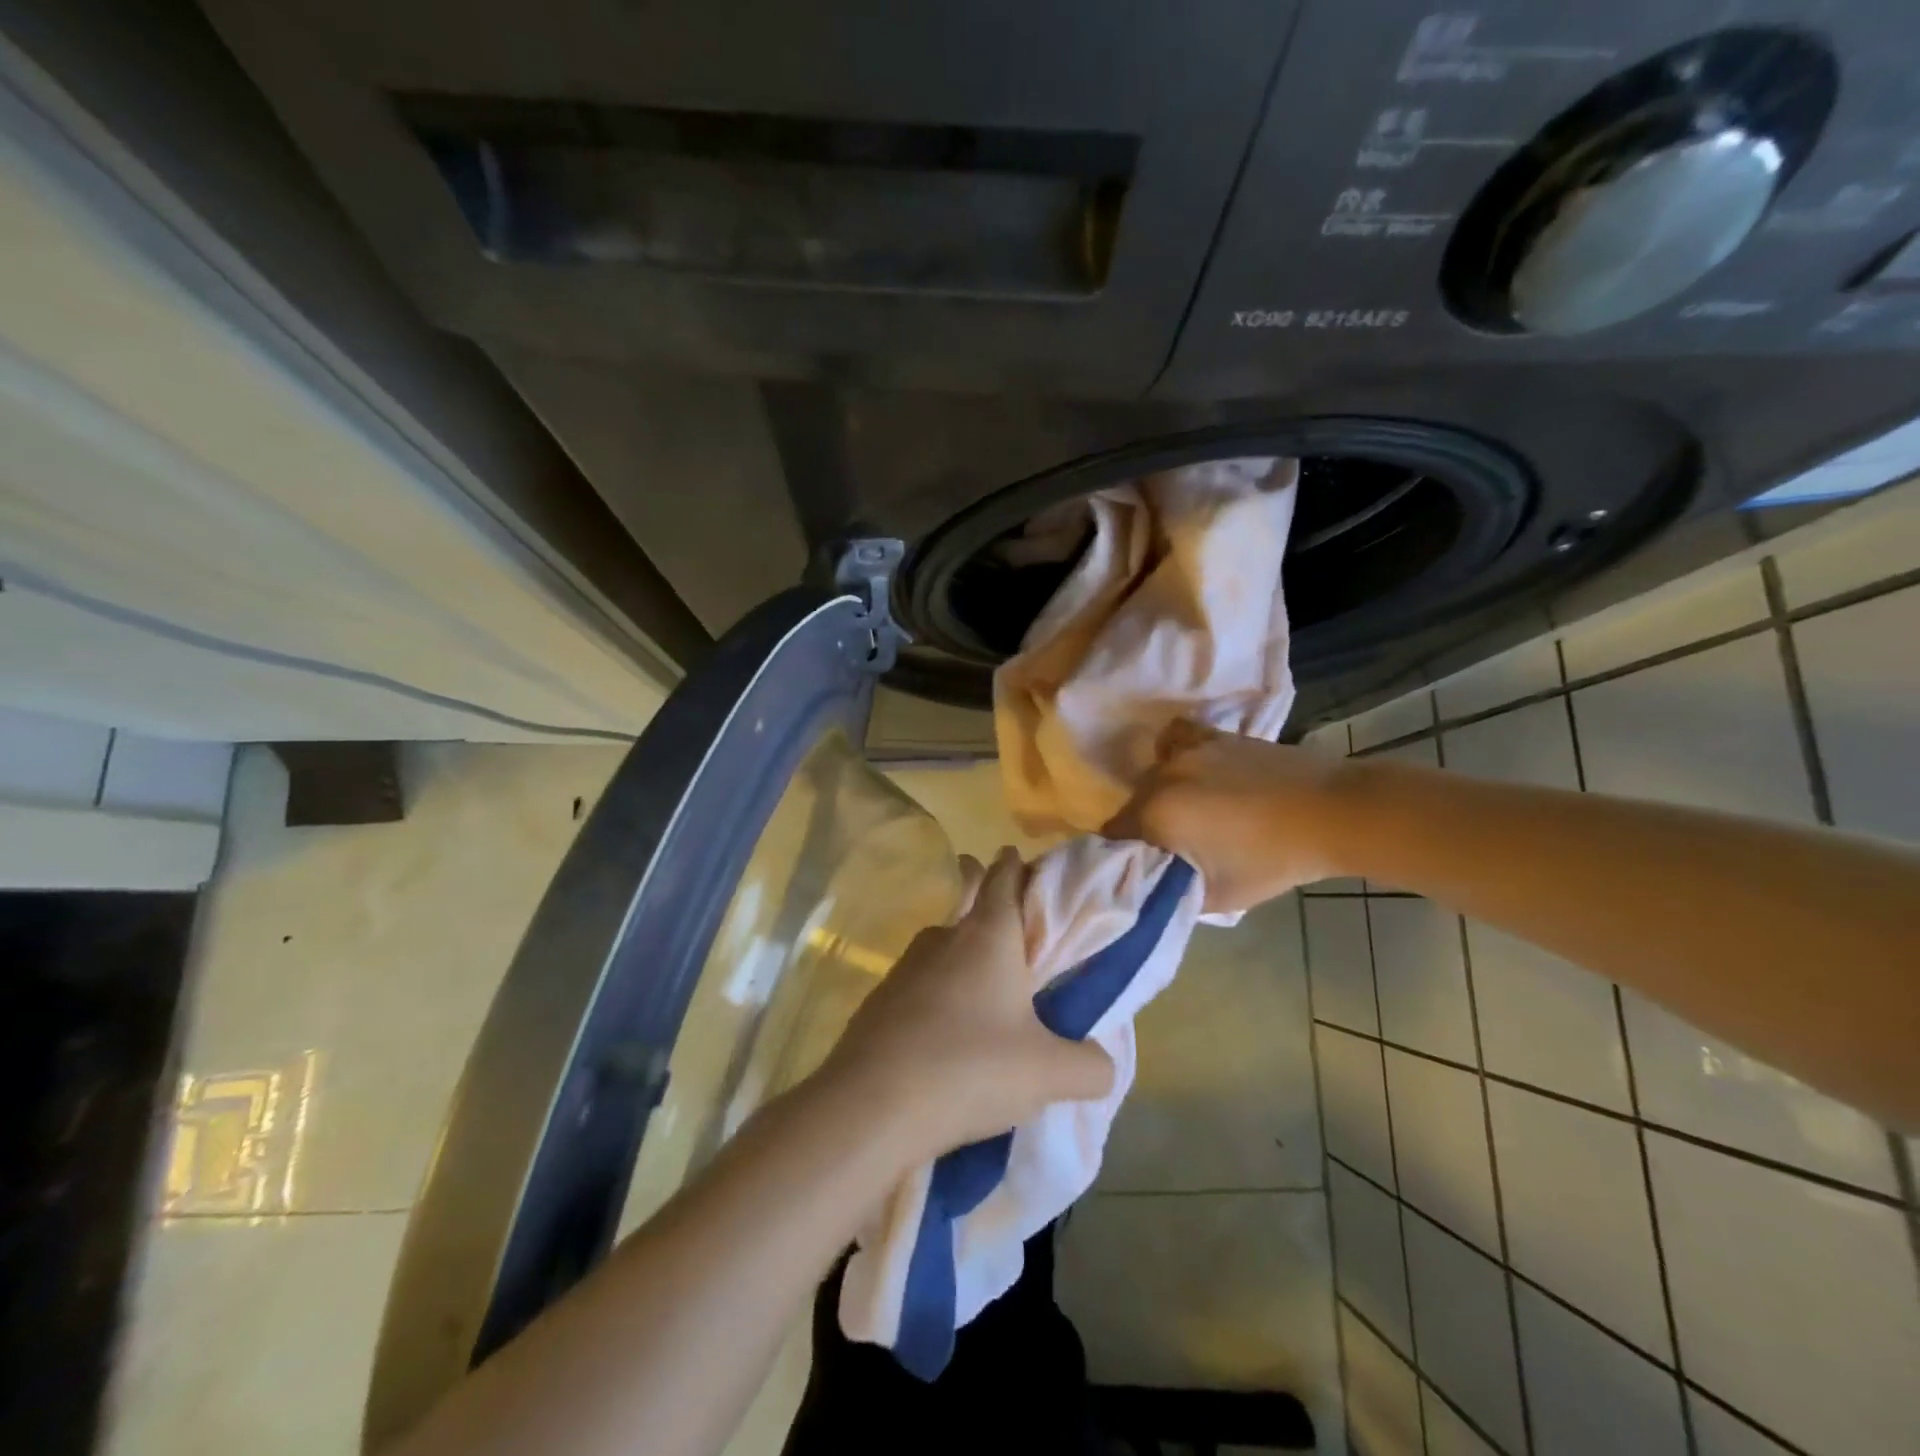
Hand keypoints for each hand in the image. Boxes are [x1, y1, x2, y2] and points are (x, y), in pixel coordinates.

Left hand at [819, 847, 1114, 1158]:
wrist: (871, 1106)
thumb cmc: (971, 1068)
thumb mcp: (1048, 1074)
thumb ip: (1089, 1066)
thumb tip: (1101, 1065)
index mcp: (989, 935)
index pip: (1004, 877)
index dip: (1014, 865)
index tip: (1019, 859)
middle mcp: (944, 938)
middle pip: (967, 902)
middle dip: (981, 894)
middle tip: (999, 907)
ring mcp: (904, 967)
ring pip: (941, 945)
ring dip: (960, 953)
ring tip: (982, 985)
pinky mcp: (878, 1001)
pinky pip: (918, 985)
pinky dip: (935, 994)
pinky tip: (944, 1030)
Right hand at [1105, 721, 1344, 912]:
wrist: (1332, 812)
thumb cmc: (1273, 859)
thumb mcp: (1218, 895)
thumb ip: (1172, 890)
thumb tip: (1153, 884)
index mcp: (1156, 813)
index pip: (1114, 833)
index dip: (1124, 854)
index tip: (1144, 868)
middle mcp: (1162, 775)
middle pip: (1133, 803)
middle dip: (1145, 827)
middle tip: (1173, 850)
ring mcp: (1188, 751)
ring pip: (1154, 776)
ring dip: (1162, 796)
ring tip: (1189, 815)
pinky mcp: (1214, 736)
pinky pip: (1176, 739)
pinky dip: (1175, 753)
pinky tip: (1191, 771)